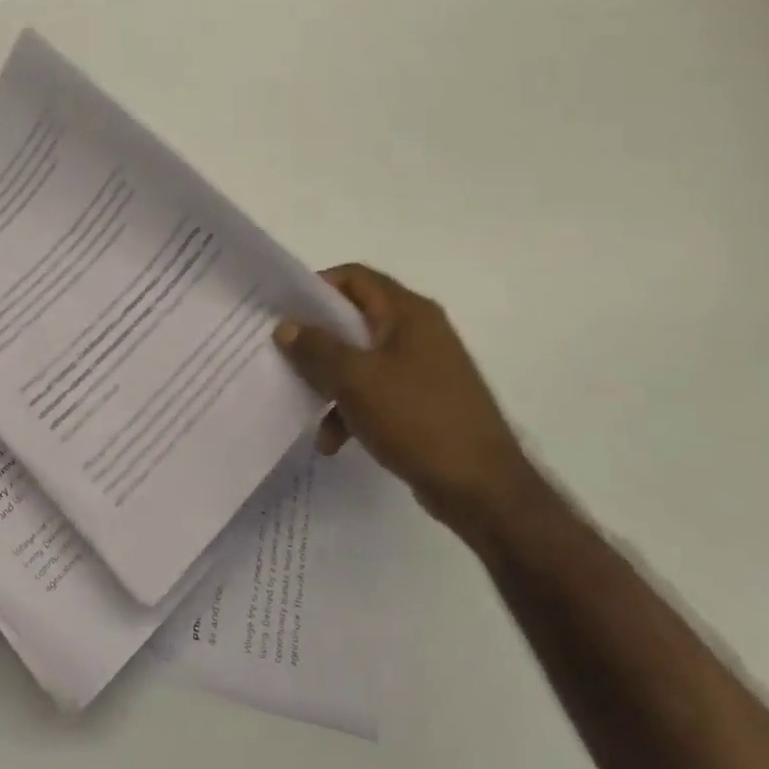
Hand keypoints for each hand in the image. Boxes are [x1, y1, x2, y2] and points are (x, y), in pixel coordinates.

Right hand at [276, 263, 532, 536]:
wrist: (484, 491)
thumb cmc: (418, 419)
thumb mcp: (356, 380)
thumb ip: (316, 348)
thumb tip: (286, 326)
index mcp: (408, 312)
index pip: (354, 277)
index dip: (316, 287)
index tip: (285, 312)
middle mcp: (418, 330)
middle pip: (354, 318)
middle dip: (318, 340)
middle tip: (284, 356)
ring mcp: (424, 367)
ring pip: (362, 358)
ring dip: (332, 381)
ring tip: (307, 408)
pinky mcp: (425, 402)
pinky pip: (377, 390)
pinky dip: (353, 407)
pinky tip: (332, 440)